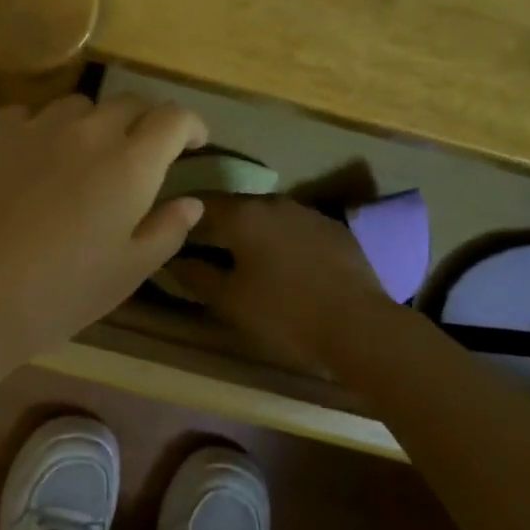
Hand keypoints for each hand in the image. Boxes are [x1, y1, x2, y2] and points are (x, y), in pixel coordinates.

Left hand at [0, 93, 207, 363]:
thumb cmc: (58, 293)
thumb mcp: (127, 273)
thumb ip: (166, 230)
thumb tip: (191, 202)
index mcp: (129, 163)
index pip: (173, 118)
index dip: (190, 125)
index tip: (194, 141)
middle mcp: (85, 131)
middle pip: (126, 103)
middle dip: (143, 121)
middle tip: (138, 152)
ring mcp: (32, 126)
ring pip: (74, 106)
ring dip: (88, 124)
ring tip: (78, 157)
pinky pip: (23, 116)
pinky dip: (37, 130)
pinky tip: (26, 160)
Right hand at [167, 194, 386, 371]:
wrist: (360, 326)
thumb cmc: (284, 314)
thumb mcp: (229, 301)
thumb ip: (196, 275)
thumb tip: (172, 259)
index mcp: (242, 215)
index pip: (199, 204)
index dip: (180, 218)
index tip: (170, 235)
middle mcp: (273, 202)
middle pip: (234, 207)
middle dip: (216, 225)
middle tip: (202, 249)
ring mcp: (308, 213)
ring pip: (266, 216)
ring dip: (250, 232)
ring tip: (242, 258)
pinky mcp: (334, 229)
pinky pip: (295, 228)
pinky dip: (281, 240)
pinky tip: (283, 266)